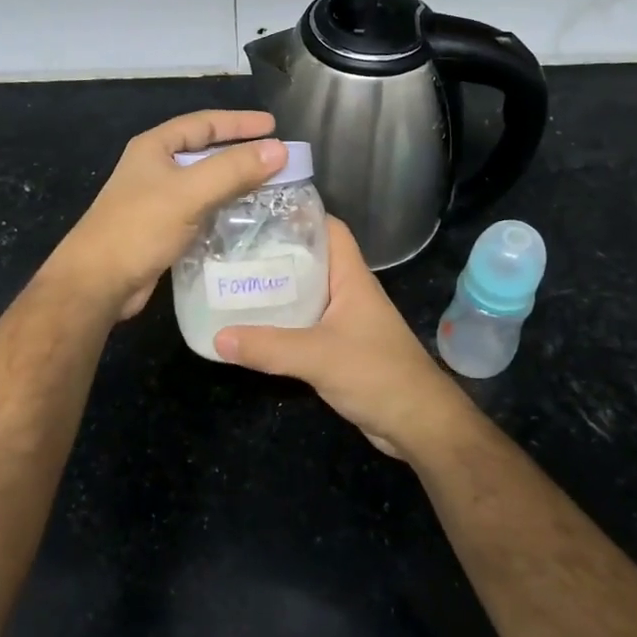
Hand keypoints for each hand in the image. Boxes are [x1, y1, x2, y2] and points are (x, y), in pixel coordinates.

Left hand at [47, 109, 286, 320]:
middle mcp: (155, 169)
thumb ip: (233, 169)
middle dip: (241, 153)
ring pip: (205, 184)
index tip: (274, 126)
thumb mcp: (189, 193)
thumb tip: (280, 150)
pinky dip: (224, 210)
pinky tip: (246, 219)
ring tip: (271, 188)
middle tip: (278, 158)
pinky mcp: (162, 230)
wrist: (98, 282)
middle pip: (205, 152)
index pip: (204, 123)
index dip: (240, 123)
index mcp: (155, 148)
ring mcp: (157, 201)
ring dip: (235, 184)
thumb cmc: (139, 228)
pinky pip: (201, 211)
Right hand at [215, 218, 475, 458]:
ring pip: (307, 293)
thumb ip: (269, 346)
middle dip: (276, 253)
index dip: (299, 216)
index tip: (259, 213)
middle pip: (311, 259)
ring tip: (234, 282)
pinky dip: (283, 321)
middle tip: (232, 249)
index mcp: (352, 278)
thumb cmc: (377, 374)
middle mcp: (349, 292)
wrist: (419, 423)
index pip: (329, 229)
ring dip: (277, 289)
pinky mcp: (341, 347)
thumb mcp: (318, 356)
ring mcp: (347, 320)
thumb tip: (217, 336)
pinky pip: (306, 324)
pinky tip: (255, 326)